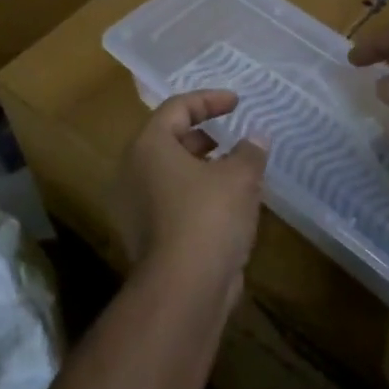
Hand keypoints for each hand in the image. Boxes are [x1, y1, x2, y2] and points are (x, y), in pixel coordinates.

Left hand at [110, 91, 267, 298]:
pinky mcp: (145, 235)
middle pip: (169, 139)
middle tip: (232, 137)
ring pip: (170, 173)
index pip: (177, 107)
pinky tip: (228, 205)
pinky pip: (172, 201)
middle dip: (204, 135)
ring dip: (203, 167)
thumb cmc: (209, 217)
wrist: (183, 288)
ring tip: (237, 171)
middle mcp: (133, 171)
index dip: (209, 100)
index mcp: (148, 146)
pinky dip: (196, 194)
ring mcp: (135, 206)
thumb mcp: (240, 177)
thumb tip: (256, 138)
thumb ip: (250, 151)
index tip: (237, 102)